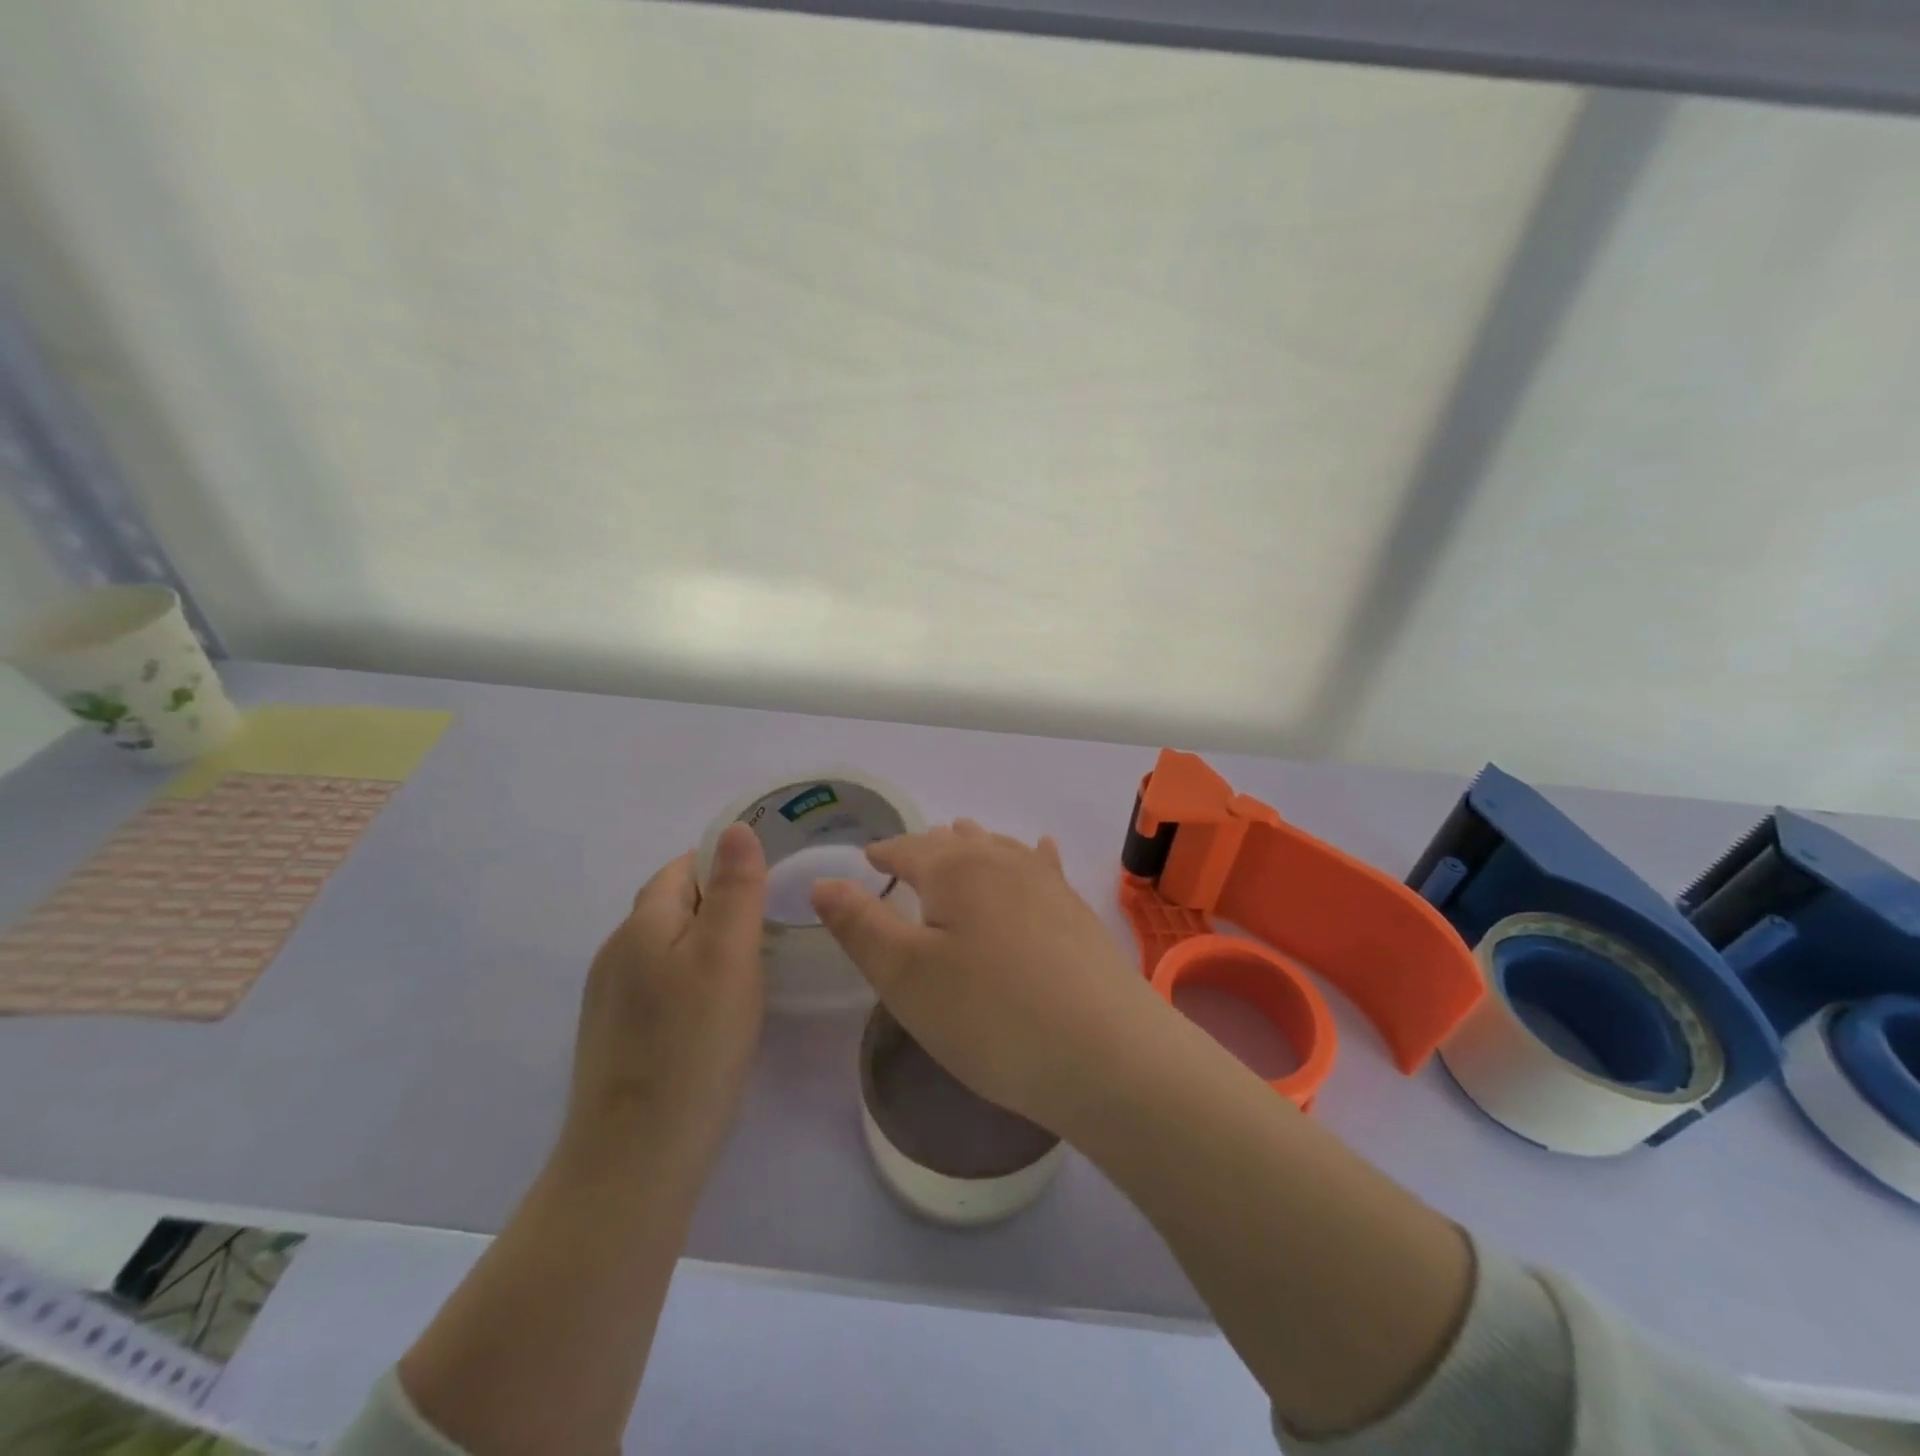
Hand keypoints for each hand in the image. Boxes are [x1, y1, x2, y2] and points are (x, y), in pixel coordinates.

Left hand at [563, 823, 768, 1161]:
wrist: (634, 1161)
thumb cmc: (692, 1047)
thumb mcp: (728, 957)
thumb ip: (735, 889)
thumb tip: (736, 828)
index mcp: (641, 924)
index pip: (684, 867)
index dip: (726, 864)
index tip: (770, 883)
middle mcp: (616, 952)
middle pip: (673, 905)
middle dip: (720, 903)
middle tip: (771, 927)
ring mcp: (609, 998)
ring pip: (666, 947)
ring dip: (706, 944)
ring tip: (751, 969)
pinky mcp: (615, 1037)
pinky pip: (658, 985)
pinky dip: (690, 981)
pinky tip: (715, 1014)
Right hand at [810, 819, 1160, 1131]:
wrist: (1106, 1053)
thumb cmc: (990, 1016)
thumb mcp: (905, 976)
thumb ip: (860, 925)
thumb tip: (823, 882)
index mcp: (954, 869)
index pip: (907, 848)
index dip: (883, 853)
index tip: (867, 859)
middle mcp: (1003, 861)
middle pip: (956, 843)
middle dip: (927, 848)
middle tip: (908, 859)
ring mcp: (1048, 884)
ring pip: (1000, 849)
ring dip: (975, 847)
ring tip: (960, 841)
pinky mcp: (1077, 912)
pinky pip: (1044, 868)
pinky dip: (1030, 858)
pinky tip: (1041, 852)